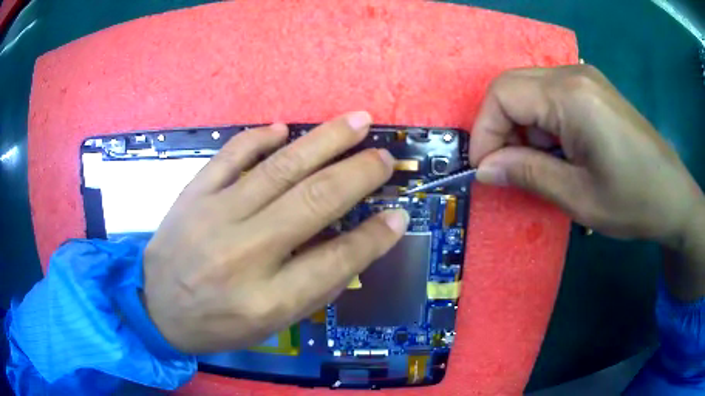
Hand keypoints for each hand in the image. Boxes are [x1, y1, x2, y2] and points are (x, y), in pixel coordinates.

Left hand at [142, 112, 408, 353]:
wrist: (155, 307)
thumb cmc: (215, 324)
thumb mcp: (269, 325)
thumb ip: (313, 288)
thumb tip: (354, 247)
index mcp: (267, 299)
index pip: (336, 260)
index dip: (374, 237)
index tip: (398, 214)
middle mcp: (244, 254)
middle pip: (313, 202)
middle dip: (358, 174)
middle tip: (384, 157)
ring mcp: (214, 217)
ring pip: (280, 168)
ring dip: (325, 141)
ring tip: (357, 122)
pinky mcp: (193, 194)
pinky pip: (230, 156)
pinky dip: (258, 138)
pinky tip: (282, 128)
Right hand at [470, 65, 702, 247]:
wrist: (673, 196)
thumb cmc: (632, 201)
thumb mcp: (577, 197)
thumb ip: (527, 175)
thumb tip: (484, 168)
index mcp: (570, 96)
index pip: (502, 94)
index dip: (484, 131)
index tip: (485, 168)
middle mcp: (573, 75)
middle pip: (512, 86)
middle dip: (499, 127)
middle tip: (508, 168)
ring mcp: (585, 79)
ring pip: (530, 90)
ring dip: (522, 126)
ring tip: (538, 164)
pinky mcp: (592, 89)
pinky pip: (550, 95)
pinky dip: (541, 123)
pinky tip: (558, 150)